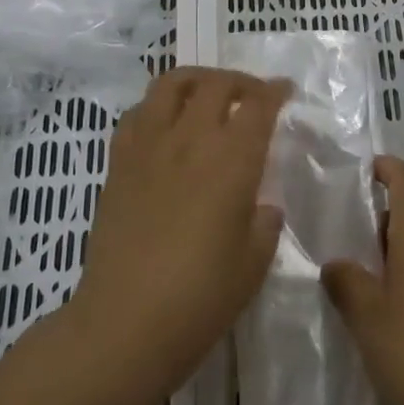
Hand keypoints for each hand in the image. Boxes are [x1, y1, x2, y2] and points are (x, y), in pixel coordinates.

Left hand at [69, 67, 288, 404]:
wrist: (124, 323)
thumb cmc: (200, 298)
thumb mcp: (254, 263)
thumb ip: (264, 223)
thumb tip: (261, 205)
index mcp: (232, 160)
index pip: (258, 106)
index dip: (275, 92)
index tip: (285, 90)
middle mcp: (191, 139)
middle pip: (216, 84)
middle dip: (240, 82)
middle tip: (252, 96)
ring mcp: (149, 146)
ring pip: (171, 85)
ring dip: (196, 80)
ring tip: (207, 96)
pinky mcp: (118, 162)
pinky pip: (136, 114)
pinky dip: (156, 107)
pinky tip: (165, 126)